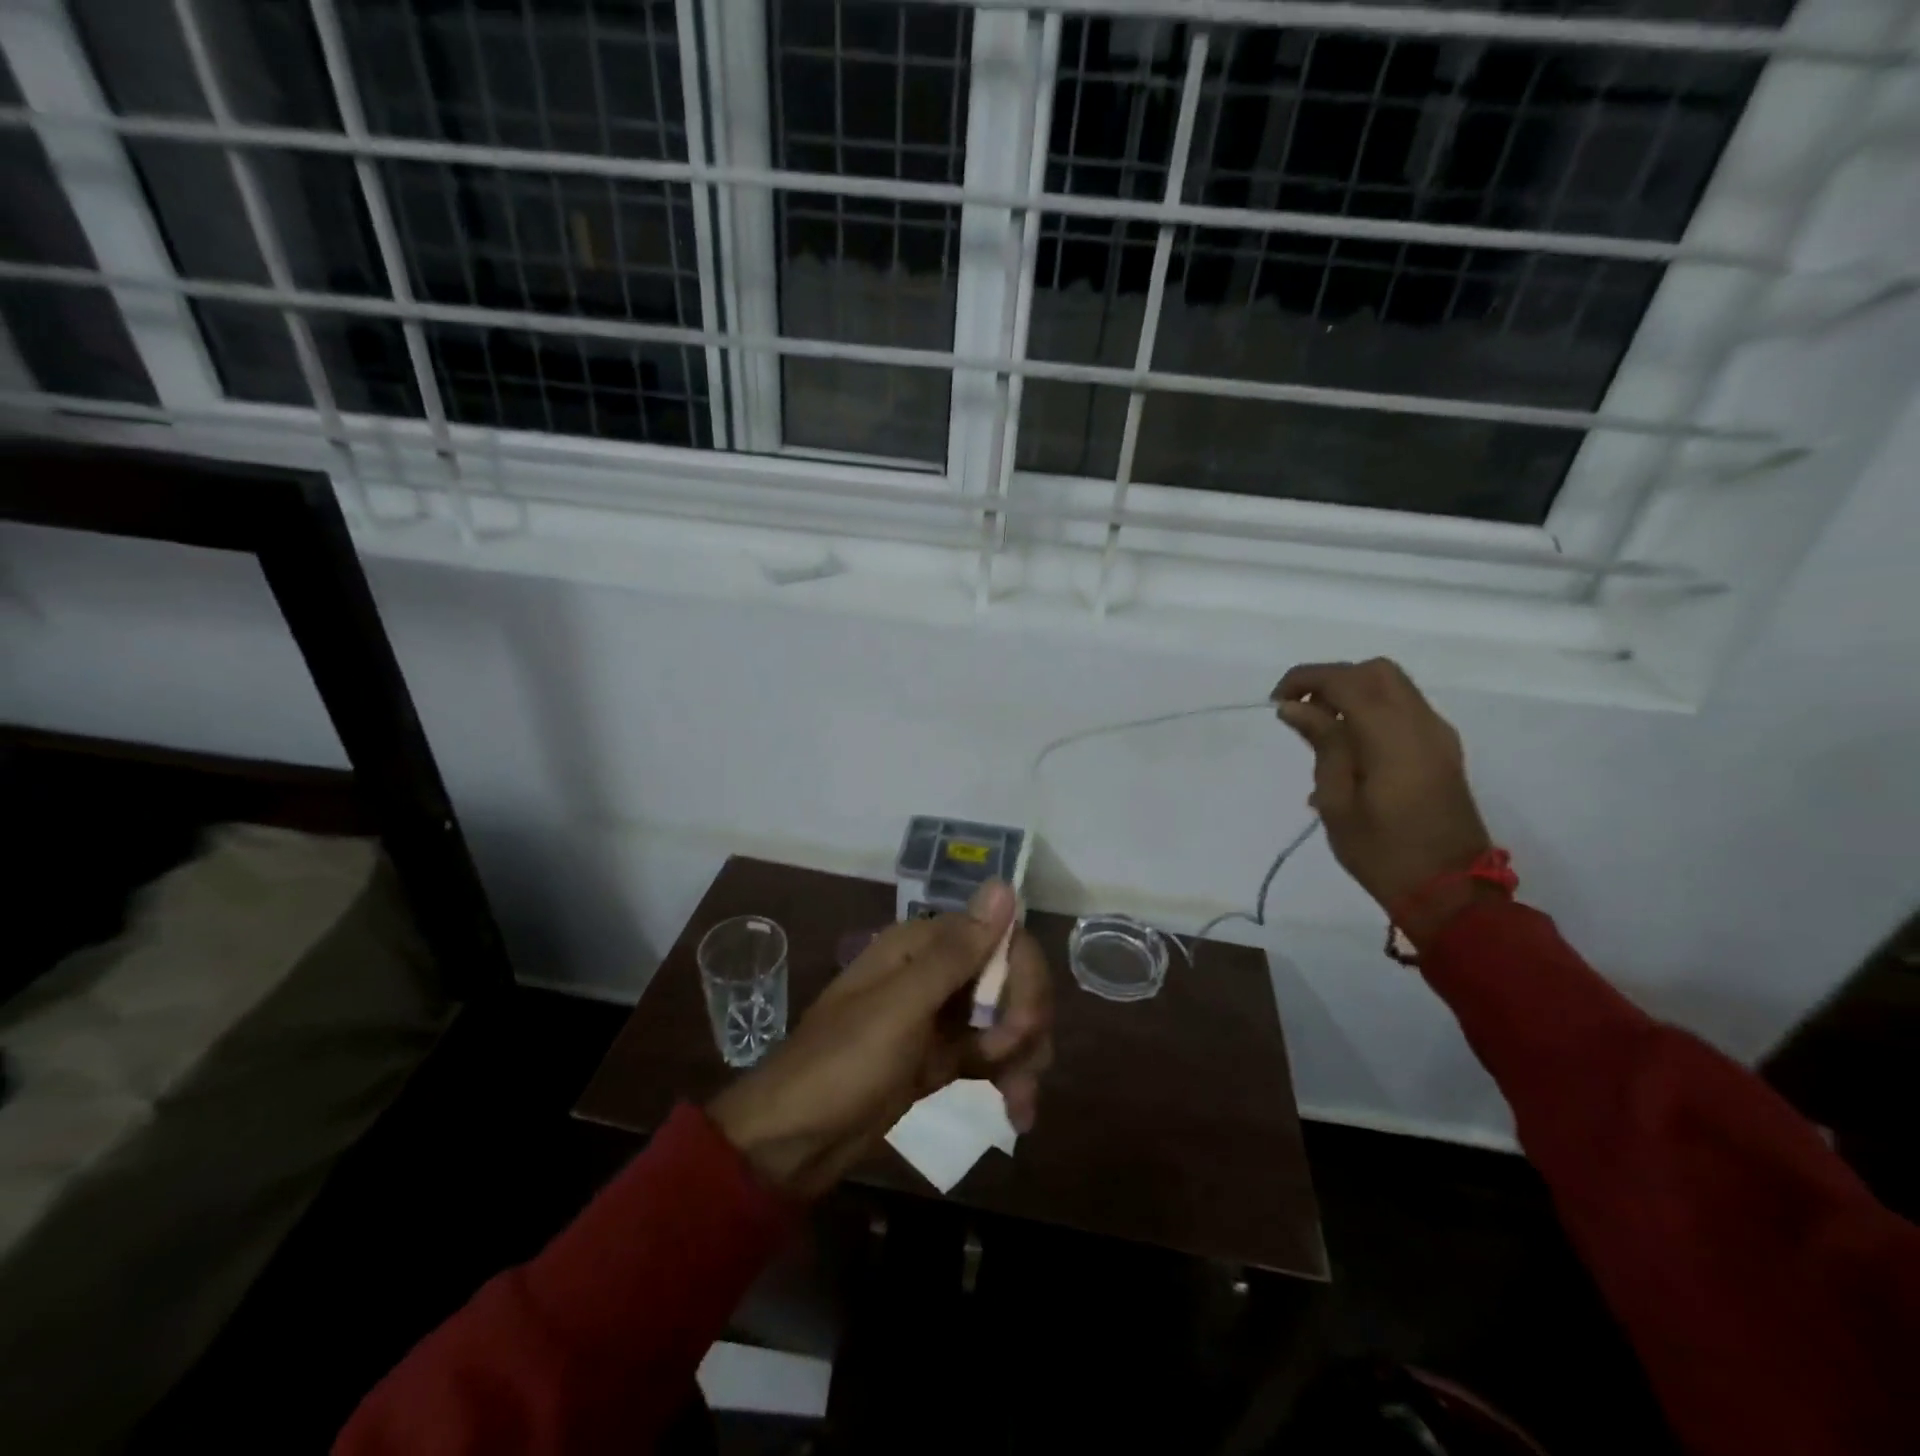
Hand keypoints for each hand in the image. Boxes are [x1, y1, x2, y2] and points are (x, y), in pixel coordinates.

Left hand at [707, 882, 1053, 1199]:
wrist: (792, 1142)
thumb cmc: (842, 1065)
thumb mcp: (902, 1008)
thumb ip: (956, 952)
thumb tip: (1005, 884)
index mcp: (920, 945)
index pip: (999, 938)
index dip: (1023, 977)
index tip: (1024, 1027)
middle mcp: (934, 970)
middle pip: (1007, 978)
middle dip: (1025, 1022)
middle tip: (1022, 1069)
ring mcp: (938, 1015)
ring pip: (1004, 1018)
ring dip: (1023, 1056)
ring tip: (1020, 1108)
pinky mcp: (939, 1055)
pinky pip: (989, 1053)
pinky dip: (1007, 1077)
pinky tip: (1017, 1113)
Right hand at [1272, 658, 1494, 945]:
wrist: (1451, 892)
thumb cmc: (1382, 852)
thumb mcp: (1338, 801)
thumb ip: (1323, 744)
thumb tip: (1296, 707)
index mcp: (1393, 736)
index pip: (1346, 681)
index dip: (1306, 679)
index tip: (1275, 701)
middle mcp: (1422, 724)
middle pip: (1375, 672)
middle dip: (1332, 679)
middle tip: (1299, 709)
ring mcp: (1438, 736)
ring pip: (1393, 687)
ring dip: (1352, 692)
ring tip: (1319, 727)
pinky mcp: (1442, 750)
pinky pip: (1404, 709)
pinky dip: (1371, 709)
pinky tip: (1348, 745)